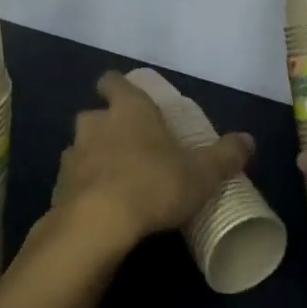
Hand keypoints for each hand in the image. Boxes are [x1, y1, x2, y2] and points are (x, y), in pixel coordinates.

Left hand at [51, 72, 254, 253]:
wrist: (97, 225)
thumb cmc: (153, 184)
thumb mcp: (200, 173)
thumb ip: (225, 156)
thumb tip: (248, 139)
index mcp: (128, 108)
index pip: (113, 81)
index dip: (118, 87)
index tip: (128, 98)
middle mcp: (95, 123)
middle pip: (96, 115)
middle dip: (109, 126)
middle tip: (132, 147)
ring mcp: (72, 154)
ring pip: (82, 148)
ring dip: (95, 158)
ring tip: (117, 181)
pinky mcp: (58, 187)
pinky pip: (72, 180)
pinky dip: (83, 189)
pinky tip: (100, 207)